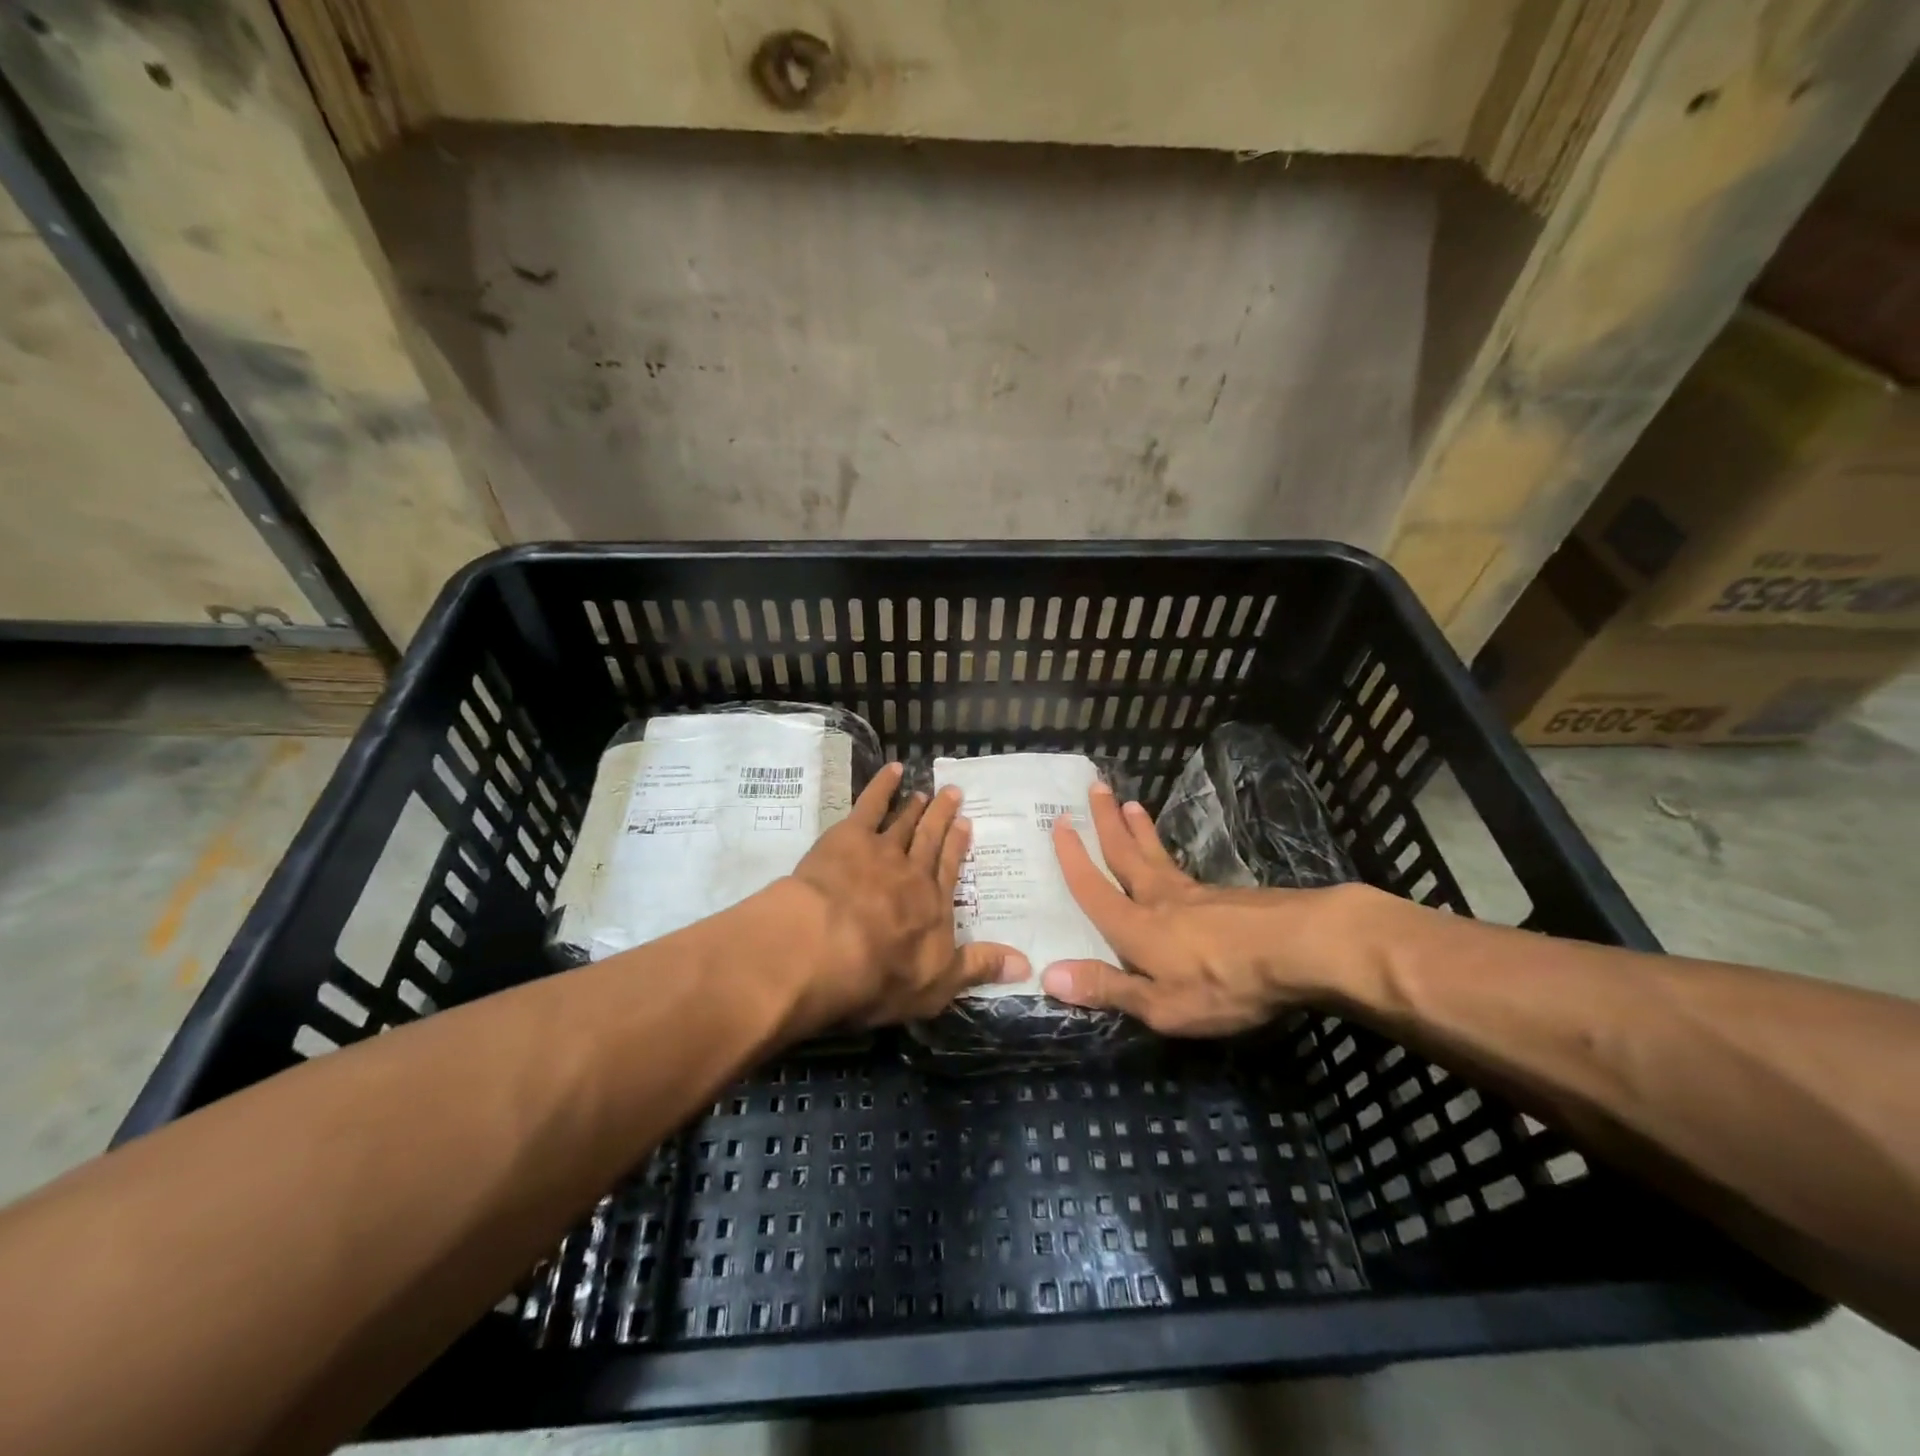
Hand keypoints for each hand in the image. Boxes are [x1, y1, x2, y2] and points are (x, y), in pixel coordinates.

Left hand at [783, 761, 1027, 1033]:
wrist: (827, 947)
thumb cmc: (881, 976)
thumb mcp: (938, 985)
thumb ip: (979, 968)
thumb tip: (1026, 964)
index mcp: (934, 905)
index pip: (950, 869)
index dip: (957, 846)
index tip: (966, 824)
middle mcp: (913, 872)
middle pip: (930, 839)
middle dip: (942, 817)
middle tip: (952, 793)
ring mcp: (882, 850)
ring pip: (903, 822)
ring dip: (914, 806)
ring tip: (923, 791)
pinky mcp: (849, 837)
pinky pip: (870, 804)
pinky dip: (882, 785)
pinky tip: (892, 770)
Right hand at [1039, 782, 1365, 1035]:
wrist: (1302, 948)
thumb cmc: (1225, 983)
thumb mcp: (1163, 1004)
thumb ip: (1108, 988)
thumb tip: (1048, 975)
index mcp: (1136, 927)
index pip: (1094, 888)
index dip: (1073, 858)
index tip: (1059, 823)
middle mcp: (1159, 899)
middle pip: (1126, 854)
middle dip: (1106, 822)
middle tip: (1096, 786)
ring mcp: (1196, 895)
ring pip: (1157, 855)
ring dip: (1139, 830)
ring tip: (1132, 804)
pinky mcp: (1228, 897)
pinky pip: (1183, 868)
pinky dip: (1168, 852)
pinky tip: (1175, 861)